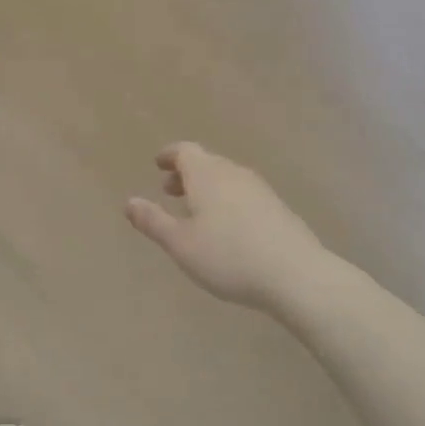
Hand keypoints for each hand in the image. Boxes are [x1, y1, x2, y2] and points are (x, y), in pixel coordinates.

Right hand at [125, 143, 326, 311]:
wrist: (295, 274)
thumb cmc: (228, 257)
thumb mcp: (180, 244)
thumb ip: (153, 221)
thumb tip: (129, 201)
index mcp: (207, 175)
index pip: (185, 151)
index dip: (170, 156)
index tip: (158, 164)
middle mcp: (233, 173)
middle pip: (207, 162)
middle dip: (186, 173)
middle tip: (169, 190)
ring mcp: (259, 189)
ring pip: (226, 178)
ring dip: (207, 187)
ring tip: (195, 211)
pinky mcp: (277, 208)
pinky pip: (243, 193)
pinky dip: (227, 200)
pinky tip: (227, 227)